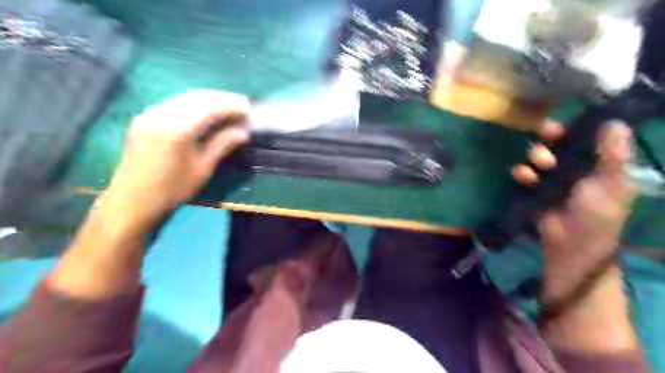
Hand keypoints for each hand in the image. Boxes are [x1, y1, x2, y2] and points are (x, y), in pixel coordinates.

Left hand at [105, 91, 250, 230]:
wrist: (132, 201)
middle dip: (222, 99)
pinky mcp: (145, 118)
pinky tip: (206, 112)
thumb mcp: (203, 168)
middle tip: (241, 106)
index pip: (210, 106)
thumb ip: (223, 144)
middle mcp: (161, 114)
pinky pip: (175, 103)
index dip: (231, 105)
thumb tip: (243, 131)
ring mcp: (150, 114)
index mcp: (177, 128)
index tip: (248, 109)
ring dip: (209, 100)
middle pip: (198, 97)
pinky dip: (194, 104)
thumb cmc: (172, 189)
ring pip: (185, 97)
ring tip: (228, 108)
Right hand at [513, 119, 632, 293]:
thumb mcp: (610, 183)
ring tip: (540, 164)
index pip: (586, 138)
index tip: (570, 119)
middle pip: (558, 144)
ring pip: (539, 157)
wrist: (571, 243)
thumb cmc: (597, 213)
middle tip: (548, 134)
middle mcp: (574, 168)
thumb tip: (615, 122)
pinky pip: (524, 174)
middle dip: (551, 138)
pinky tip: (524, 176)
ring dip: (536, 155)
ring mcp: (552, 179)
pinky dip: (522, 172)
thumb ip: (612, 154)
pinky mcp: (534, 189)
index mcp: (598, 164)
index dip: (576, 127)